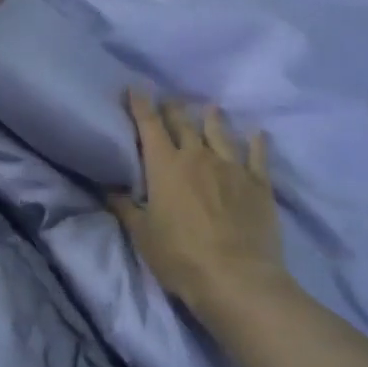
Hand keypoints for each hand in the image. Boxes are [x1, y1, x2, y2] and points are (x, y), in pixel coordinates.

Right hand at [109, 90, 287, 313]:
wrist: (236, 277)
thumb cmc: (181, 257)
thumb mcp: (143, 236)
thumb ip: (126, 208)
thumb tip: (109, 188)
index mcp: (166, 167)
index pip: (150, 127)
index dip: (141, 106)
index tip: (136, 89)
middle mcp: (198, 157)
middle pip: (184, 124)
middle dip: (173, 109)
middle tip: (169, 99)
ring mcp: (232, 167)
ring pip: (220, 133)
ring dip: (213, 119)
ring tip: (210, 108)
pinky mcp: (258, 183)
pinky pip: (257, 155)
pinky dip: (257, 142)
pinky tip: (258, 133)